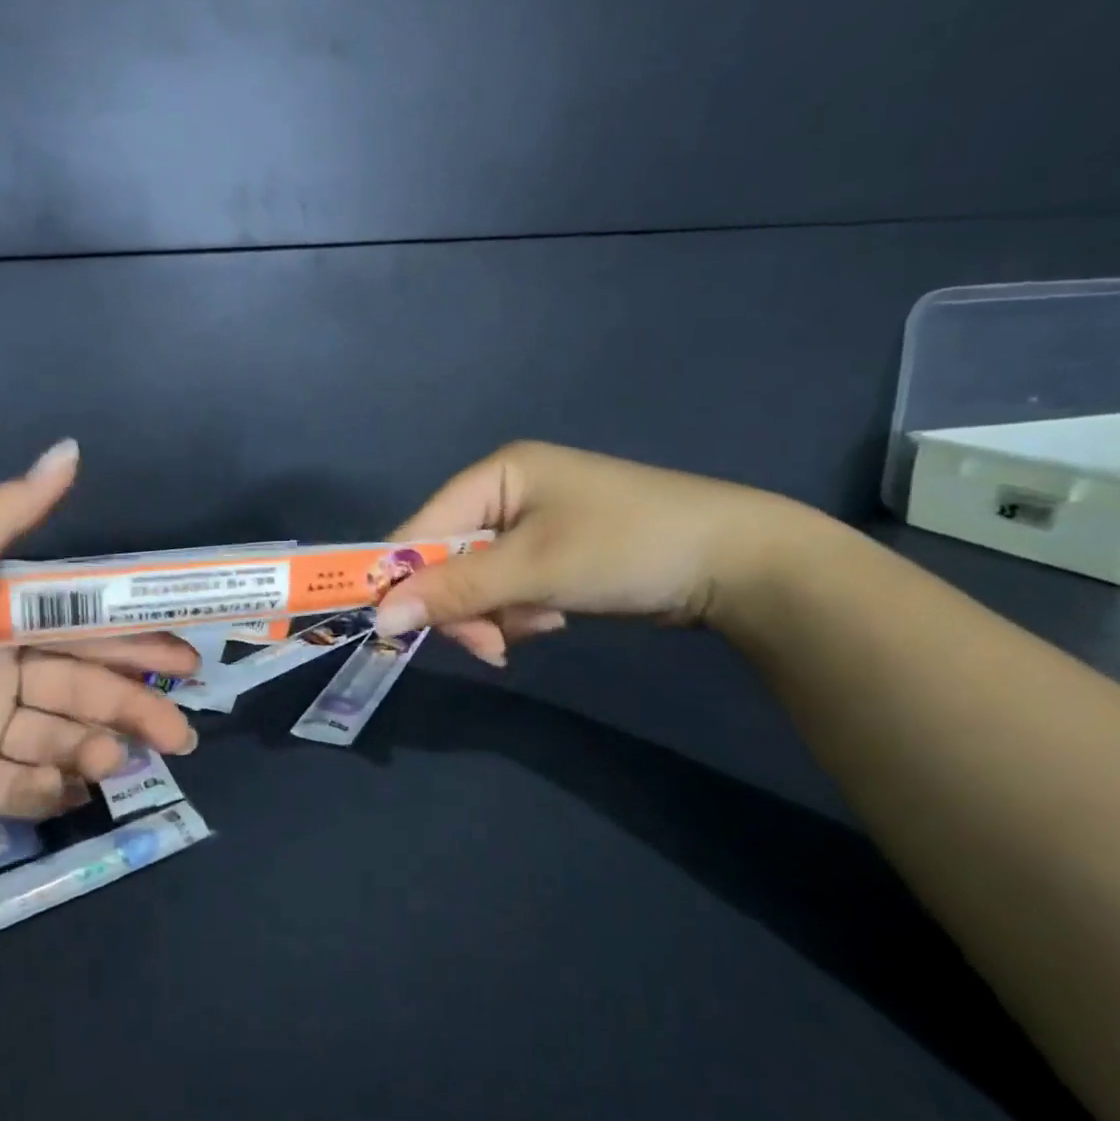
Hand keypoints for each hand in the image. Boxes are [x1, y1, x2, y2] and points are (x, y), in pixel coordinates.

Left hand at [0, 441, 197, 836]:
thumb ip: (5, 516)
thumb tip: (72, 448)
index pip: (83, 627)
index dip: (135, 641)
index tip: (184, 660)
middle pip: (80, 686)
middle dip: (133, 706)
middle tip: (181, 733)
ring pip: (58, 737)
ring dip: (96, 747)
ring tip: (117, 762)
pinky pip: (19, 786)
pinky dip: (48, 790)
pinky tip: (71, 790)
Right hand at [375, 441, 808, 663]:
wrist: (739, 564)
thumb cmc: (626, 547)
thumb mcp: (533, 568)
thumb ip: (454, 591)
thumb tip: (380, 618)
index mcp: (495, 475)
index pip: (420, 529)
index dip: (403, 577)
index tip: (398, 629)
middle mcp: (506, 494)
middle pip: (447, 559)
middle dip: (463, 606)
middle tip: (487, 645)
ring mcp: (531, 526)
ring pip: (476, 582)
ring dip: (494, 615)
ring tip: (535, 630)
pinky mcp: (553, 555)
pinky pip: (508, 590)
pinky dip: (520, 614)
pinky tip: (552, 623)